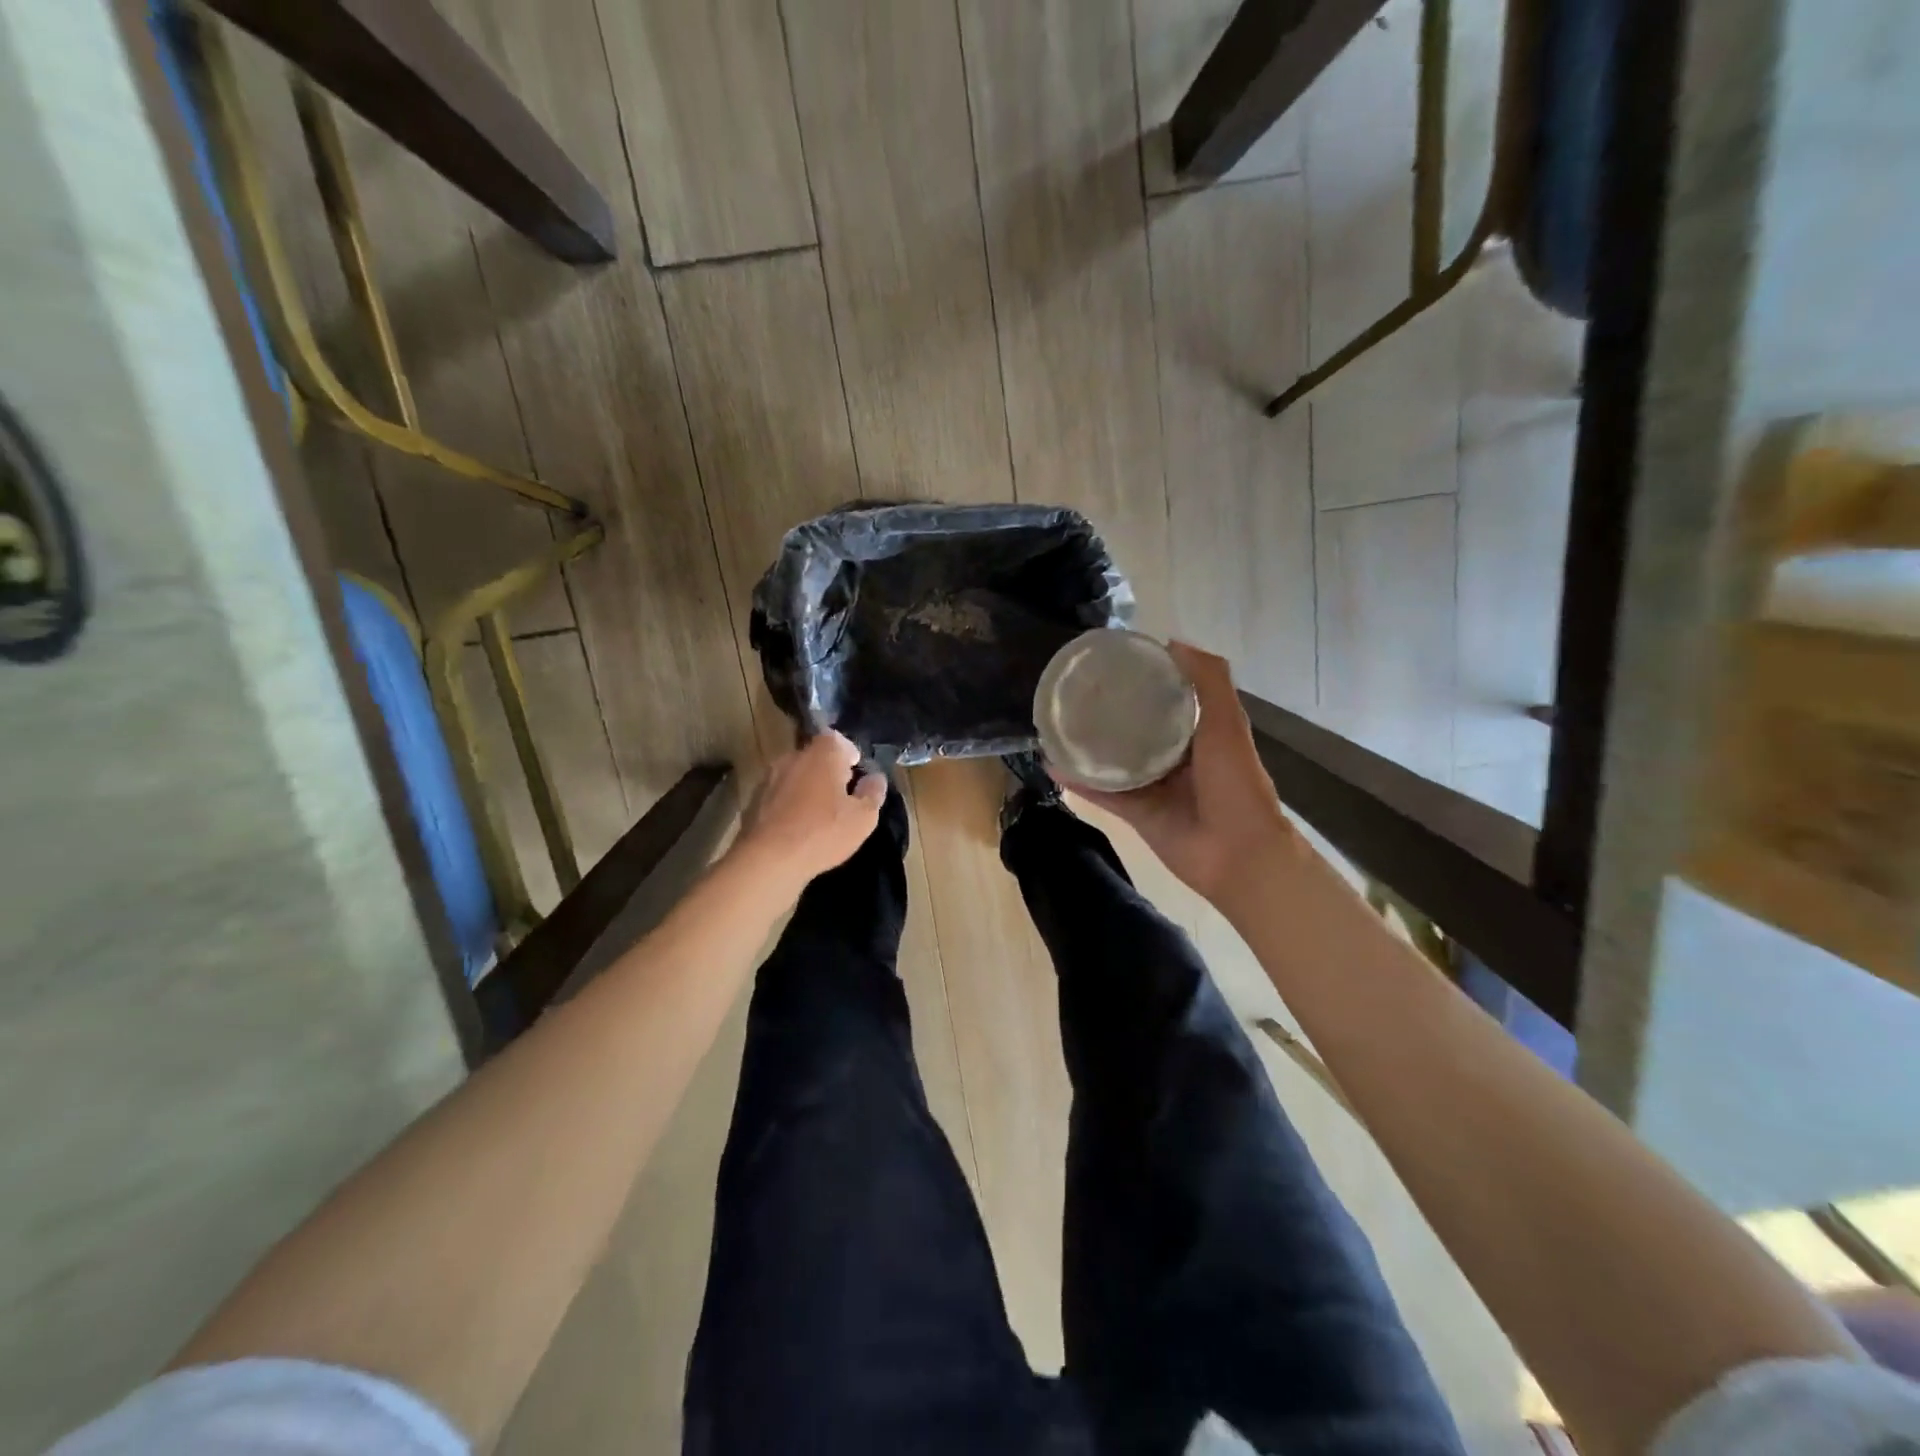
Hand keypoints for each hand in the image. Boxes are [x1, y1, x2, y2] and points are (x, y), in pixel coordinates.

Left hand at [734, 731, 885, 895]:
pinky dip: (789, 804)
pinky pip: (779, 794)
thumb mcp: (863, 818)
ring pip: (795, 776)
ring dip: (807, 788)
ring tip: (818, 815)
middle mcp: (793, 757)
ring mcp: (769, 777)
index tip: (856, 774)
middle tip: (841, 797)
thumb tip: (875, 778)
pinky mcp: (754, 800)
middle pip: (815, 756)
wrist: (768, 859)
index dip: (849, 754)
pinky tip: (796, 828)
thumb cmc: (823, 833)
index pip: (837, 739)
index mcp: (822, 754)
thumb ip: (873, 793)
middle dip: (828, 772)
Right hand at [1059, 643, 1297, 906]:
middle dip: (1109, 712)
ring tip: (1054, 726)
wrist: (1239, 854)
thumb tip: (1171, 642)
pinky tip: (1052, 765)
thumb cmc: (1236, 783)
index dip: (1143, 679)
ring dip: (1087, 747)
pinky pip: (1103, 793)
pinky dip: (1079, 781)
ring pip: (1114, 760)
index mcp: (1200, 732)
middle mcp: (1174, 756)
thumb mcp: (1227, 723)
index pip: (1167, 698)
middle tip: (1074, 692)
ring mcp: (1153, 786)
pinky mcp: (1136, 813)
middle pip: (1135, 728)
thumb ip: (1208, 681)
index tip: (1112, 663)